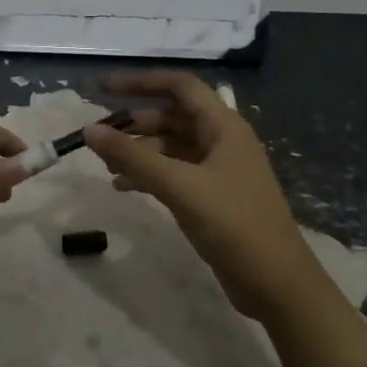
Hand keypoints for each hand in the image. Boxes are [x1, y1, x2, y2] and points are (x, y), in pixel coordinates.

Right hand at [84, 72, 320, 319]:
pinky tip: (124, 187)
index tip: (104, 88)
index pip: (180, 87)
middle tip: (99, 138)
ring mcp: (219, 170)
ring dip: (139, 151)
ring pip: (171, 147)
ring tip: (106, 166)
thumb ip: (132, 157)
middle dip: (135, 124)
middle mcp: (222, 141)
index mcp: (223, 127)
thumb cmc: (233, 224)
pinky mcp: (213, 196)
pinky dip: (149, 174)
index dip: (142, 82)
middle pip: (172, 117)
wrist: (276, 283)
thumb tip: (90, 130)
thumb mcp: (179, 186)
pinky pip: (175, 173)